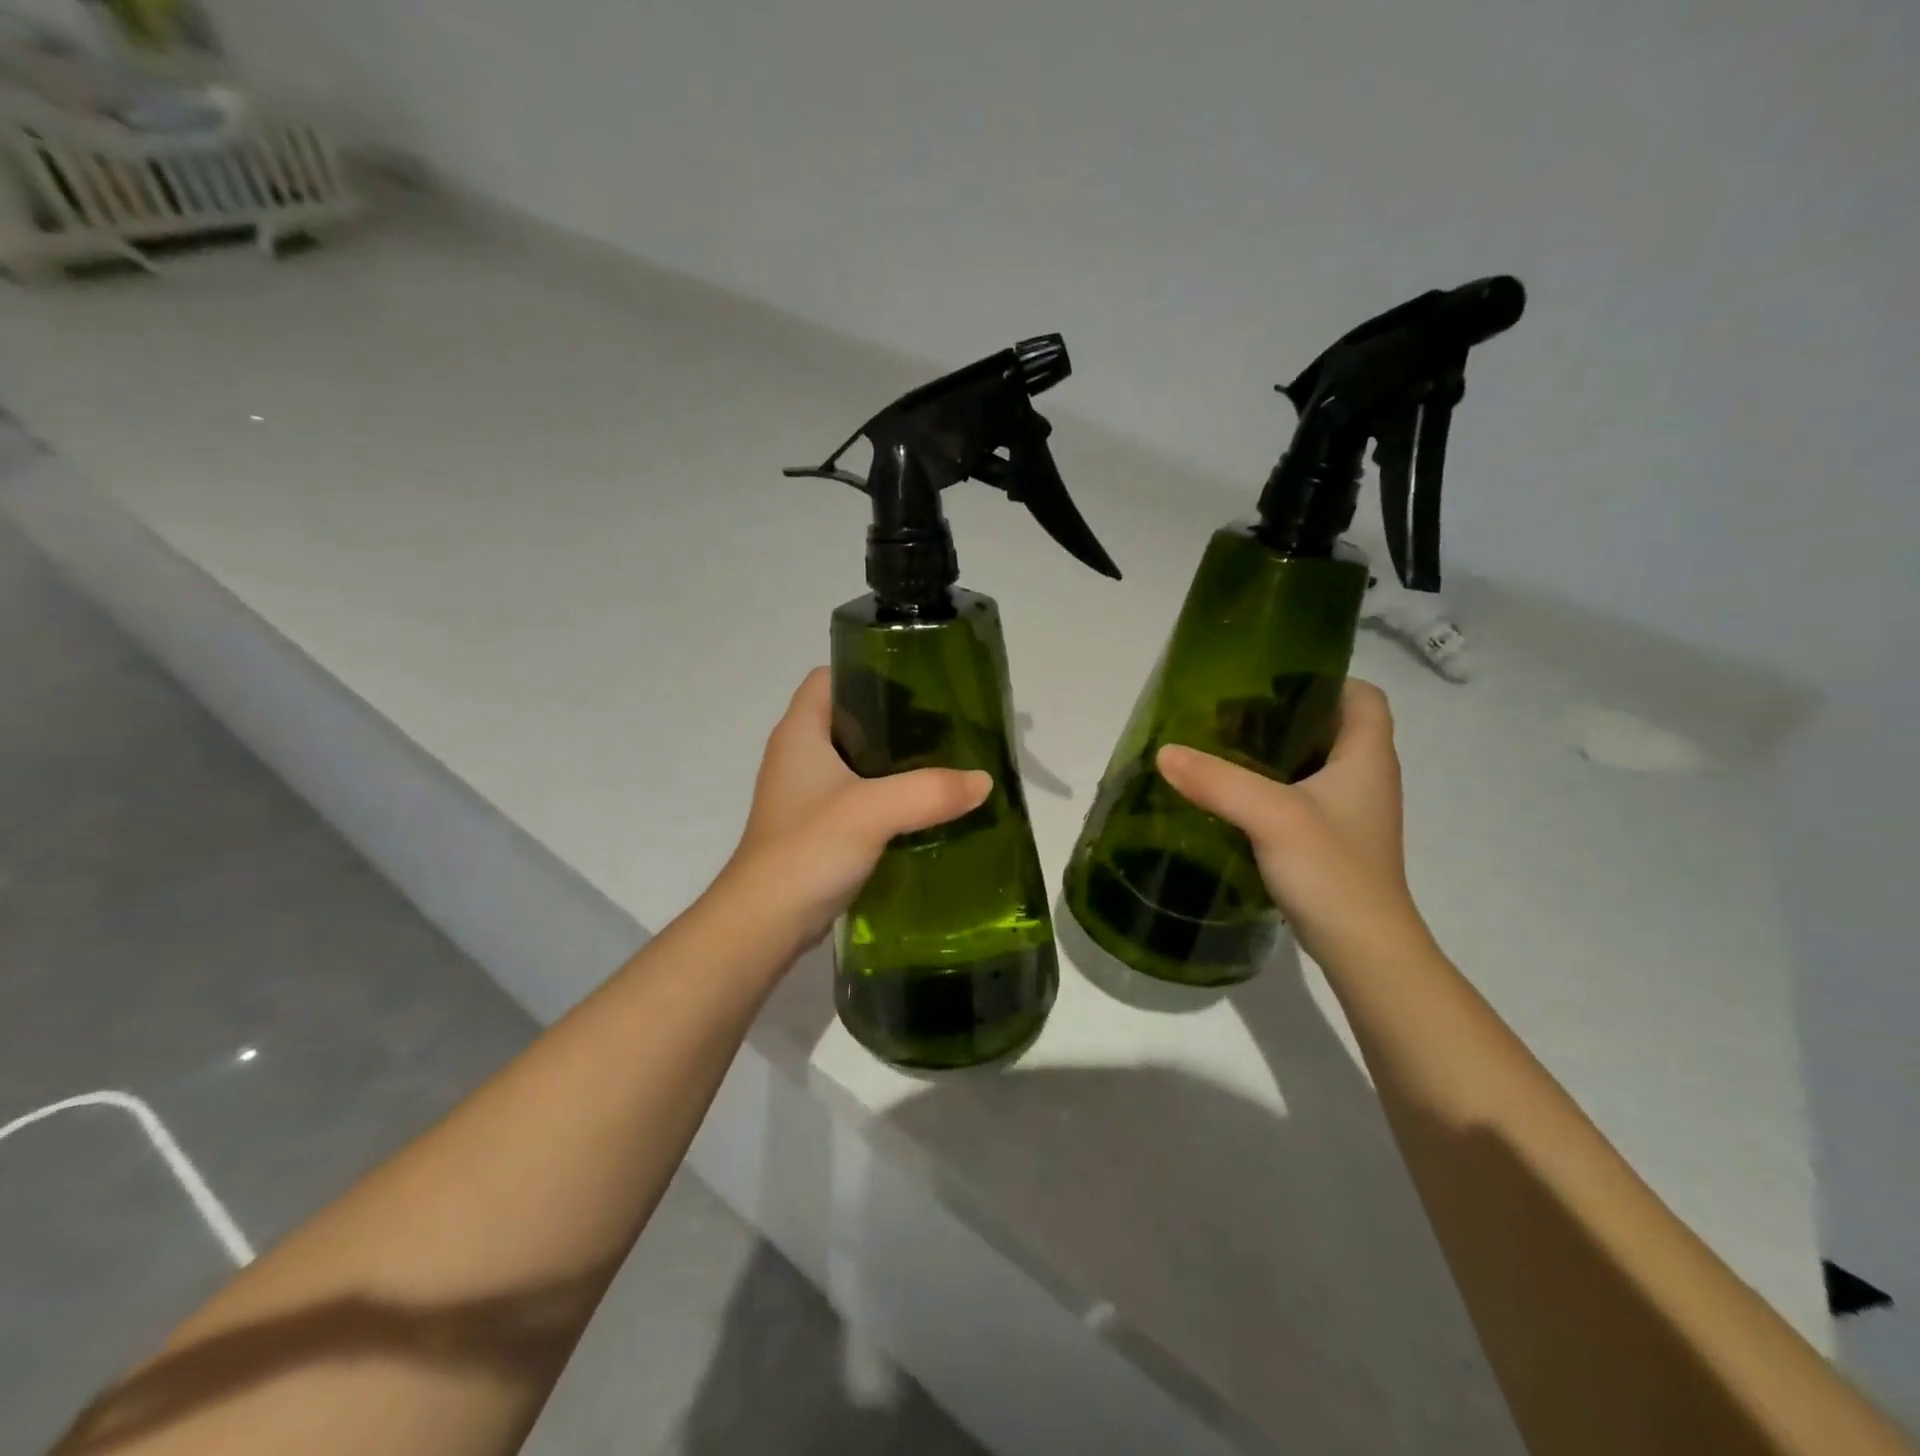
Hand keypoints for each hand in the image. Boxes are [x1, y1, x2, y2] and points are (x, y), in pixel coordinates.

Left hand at [721, 668, 991, 947]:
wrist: (765, 923)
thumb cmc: (808, 849)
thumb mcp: (873, 811)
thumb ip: (930, 791)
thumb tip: (983, 781)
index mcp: (800, 733)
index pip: (829, 678)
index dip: (868, 673)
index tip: (917, 686)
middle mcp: (798, 756)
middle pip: (849, 718)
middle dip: (894, 720)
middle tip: (943, 728)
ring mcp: (806, 795)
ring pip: (856, 761)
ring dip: (894, 762)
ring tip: (943, 763)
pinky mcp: (818, 828)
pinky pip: (859, 797)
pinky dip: (888, 796)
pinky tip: (923, 807)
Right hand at [1156, 680, 1426, 963]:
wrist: (1364, 952)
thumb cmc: (1333, 872)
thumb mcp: (1272, 817)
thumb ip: (1218, 780)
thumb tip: (1164, 751)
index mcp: (1366, 757)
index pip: (1363, 695)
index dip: (1324, 680)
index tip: (1269, 683)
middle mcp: (1365, 778)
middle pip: (1330, 726)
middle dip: (1283, 714)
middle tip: (1229, 715)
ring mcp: (1349, 813)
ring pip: (1313, 763)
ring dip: (1273, 753)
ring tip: (1221, 749)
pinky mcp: (1331, 841)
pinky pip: (1300, 796)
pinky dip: (1270, 788)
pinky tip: (1232, 796)